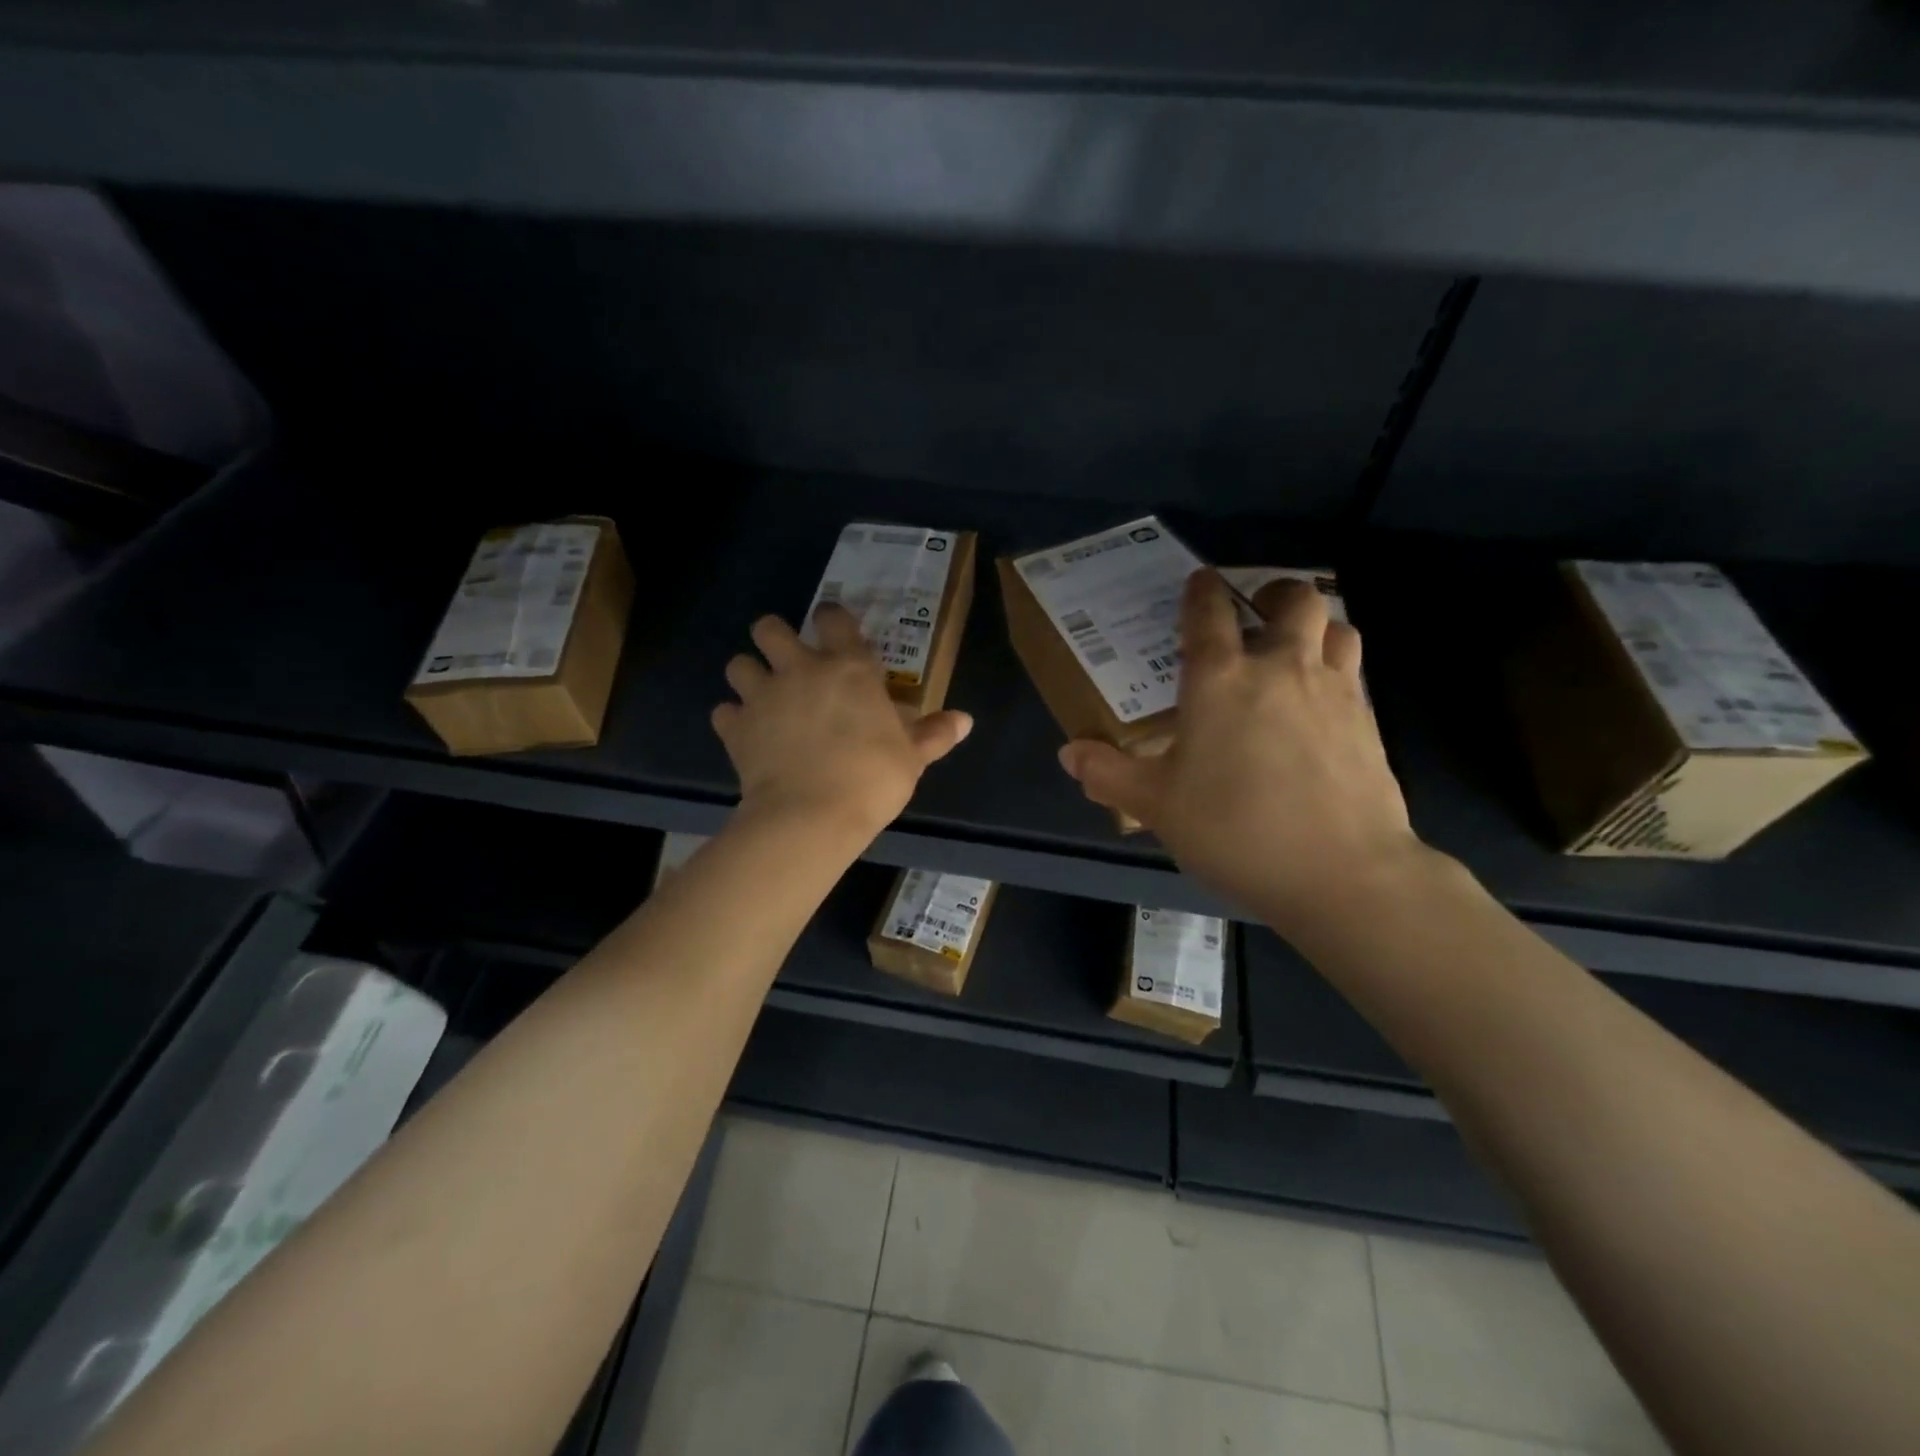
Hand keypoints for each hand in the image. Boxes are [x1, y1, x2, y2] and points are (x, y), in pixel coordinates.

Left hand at [713, 603, 972, 841]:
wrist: (811, 816)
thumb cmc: (872, 779)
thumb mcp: (912, 757)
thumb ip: (934, 734)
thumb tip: (965, 720)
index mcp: (849, 668)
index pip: (834, 619)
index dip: (831, 618)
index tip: (832, 628)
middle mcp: (800, 670)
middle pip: (769, 628)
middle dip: (773, 636)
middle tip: (786, 659)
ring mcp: (763, 696)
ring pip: (738, 664)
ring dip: (748, 674)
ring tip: (761, 695)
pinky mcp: (736, 728)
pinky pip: (724, 711)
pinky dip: (733, 719)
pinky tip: (746, 734)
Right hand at [1058, 570, 1425, 929]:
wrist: (1341, 872)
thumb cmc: (1235, 829)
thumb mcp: (1157, 805)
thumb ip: (1109, 773)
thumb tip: (1069, 753)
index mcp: (1221, 679)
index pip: (1209, 613)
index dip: (1202, 590)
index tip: (1201, 581)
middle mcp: (1281, 668)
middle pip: (1294, 600)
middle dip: (1275, 594)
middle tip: (1258, 613)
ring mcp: (1334, 690)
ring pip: (1336, 628)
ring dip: (1315, 628)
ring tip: (1296, 651)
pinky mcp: (1369, 722)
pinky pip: (1354, 673)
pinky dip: (1337, 670)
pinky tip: (1320, 706)